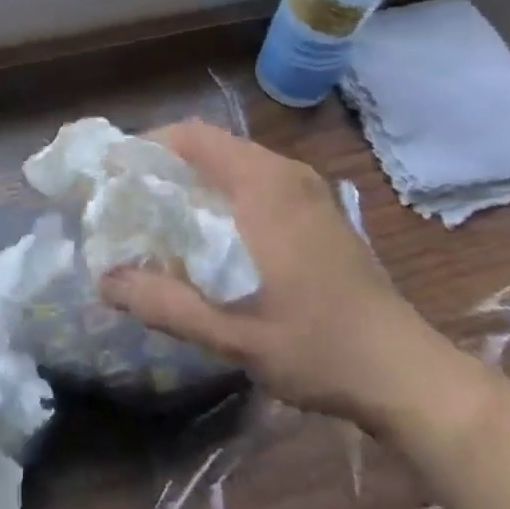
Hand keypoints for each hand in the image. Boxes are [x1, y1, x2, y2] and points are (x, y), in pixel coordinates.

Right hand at [99, 121, 422, 425]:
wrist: (404, 371)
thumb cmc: (317, 347)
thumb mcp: (233, 335)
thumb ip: (165, 303)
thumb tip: (105, 280)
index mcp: (264, 186)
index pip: (192, 137)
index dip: (147, 147)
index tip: (115, 177)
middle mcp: (285, 172)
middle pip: (211, 146)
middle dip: (166, 167)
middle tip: (129, 202)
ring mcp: (307, 188)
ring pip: (234, 162)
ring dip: (195, 181)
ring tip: (161, 218)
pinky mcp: (317, 207)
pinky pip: (257, 179)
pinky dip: (223, 192)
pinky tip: (211, 235)